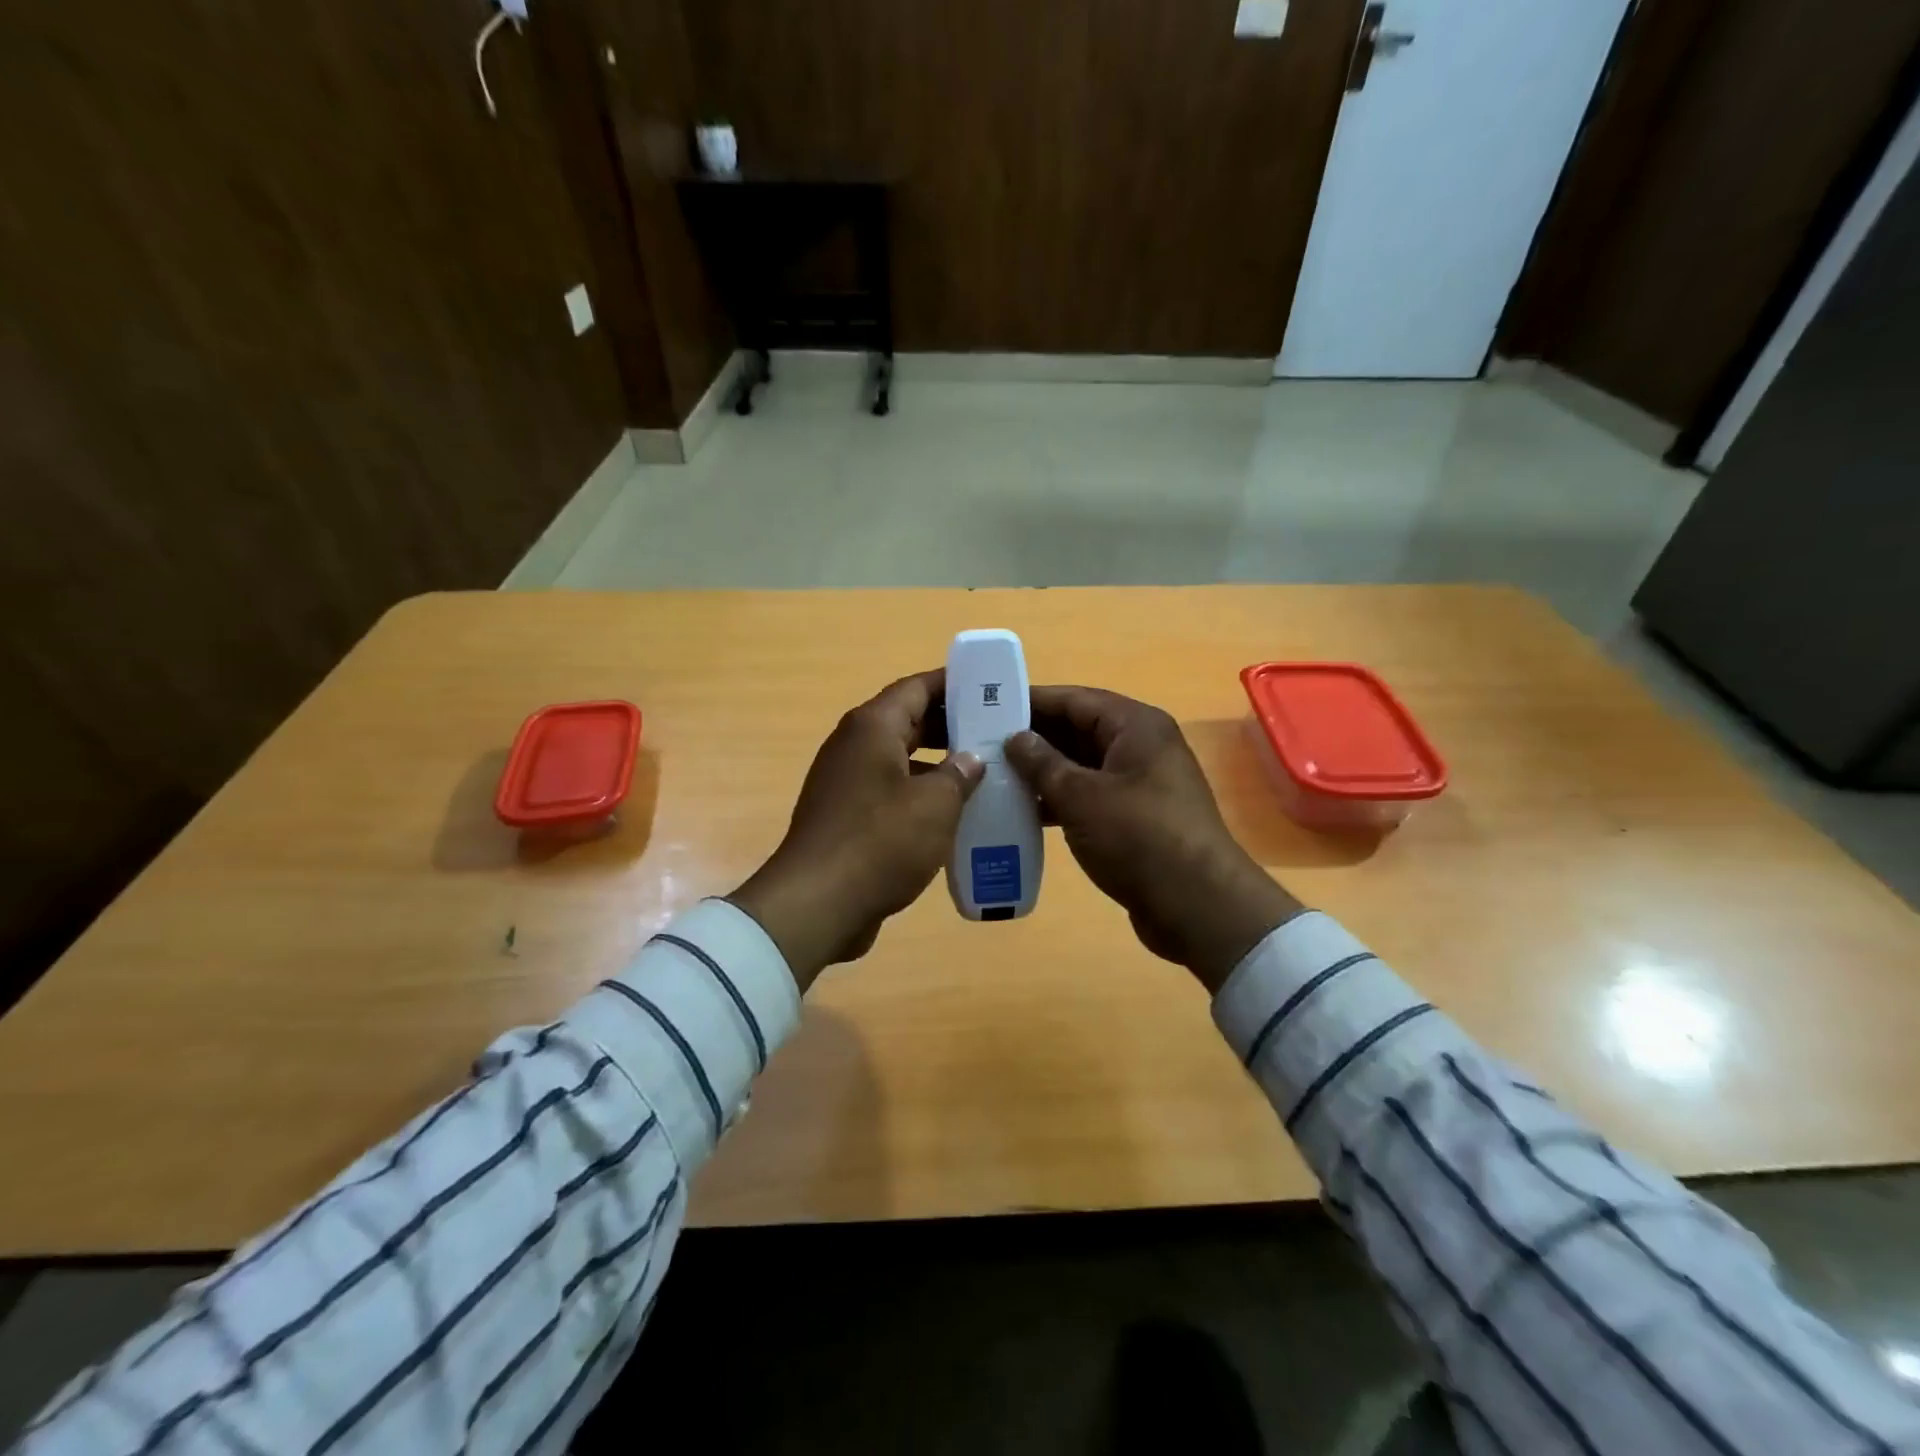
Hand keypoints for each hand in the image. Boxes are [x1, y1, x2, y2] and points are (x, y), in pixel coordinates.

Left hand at [728, 669, 982, 990]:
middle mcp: (854, 746)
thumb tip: (971, 759)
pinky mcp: (846, 818)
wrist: (817, 905)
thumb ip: (959, 774)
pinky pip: (890, 793)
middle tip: (996, 733)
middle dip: (951, 726)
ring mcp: (846, 783)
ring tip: (983, 775)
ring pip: (900, 761)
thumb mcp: (935, 805)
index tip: (988, 687)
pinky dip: (920, 797)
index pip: (916, 688)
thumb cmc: (880, 842)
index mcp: (872, 728)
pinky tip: (953, 817)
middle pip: (907, 722)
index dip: (953, 684)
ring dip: (938, 766)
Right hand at [1006, 686, 1302, 992]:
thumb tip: (1015, 737)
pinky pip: (1089, 796)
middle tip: (982, 744)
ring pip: (1081, 766)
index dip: (1031, 702)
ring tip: (994, 776)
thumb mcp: (1081, 796)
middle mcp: (1140, 747)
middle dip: (1032, 737)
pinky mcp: (1135, 818)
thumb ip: (1043, 762)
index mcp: (1135, 726)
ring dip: (1042, 771)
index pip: (1074, 699)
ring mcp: (1139, 784)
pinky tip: (1023, 811)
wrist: (1197, 906)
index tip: (987, 706)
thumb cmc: (1138, 837)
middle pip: (1078, 730)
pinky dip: (1059, 800)